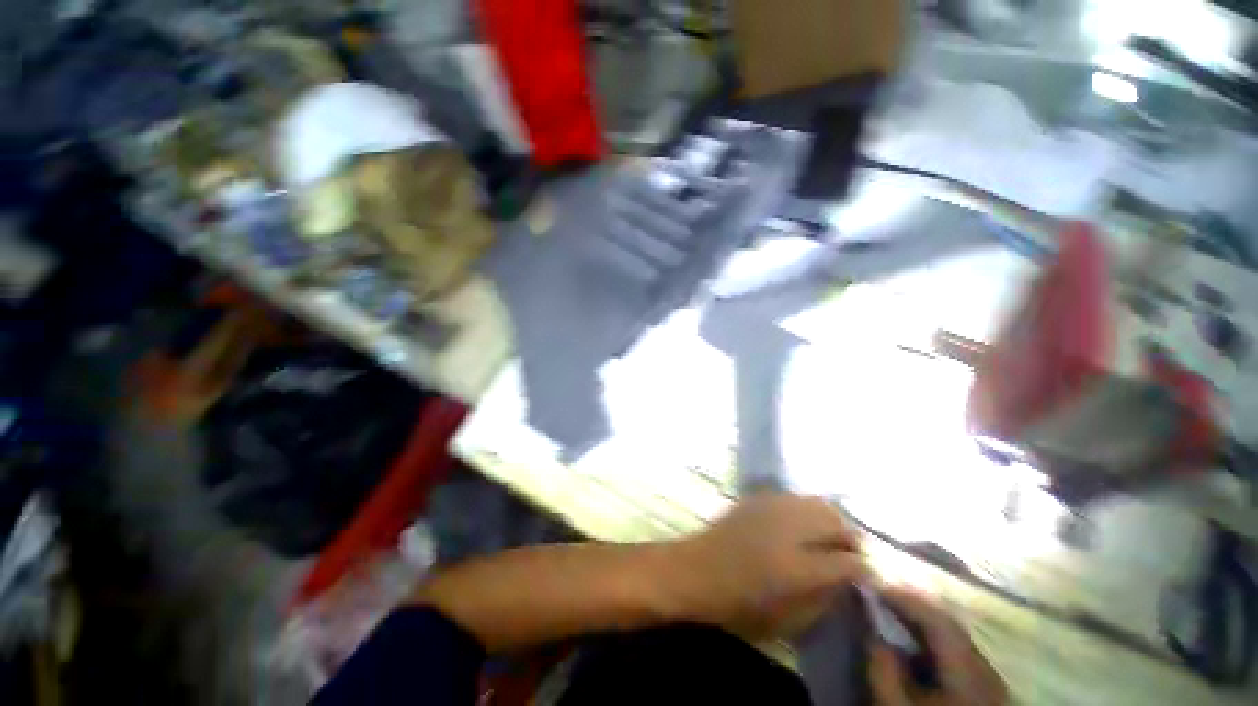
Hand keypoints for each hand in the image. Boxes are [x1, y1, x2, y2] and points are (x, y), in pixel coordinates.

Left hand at [668, 494, 867, 638]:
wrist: (698, 569)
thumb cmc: (740, 603)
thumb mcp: (788, 619)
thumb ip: (824, 597)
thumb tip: (846, 580)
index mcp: (799, 566)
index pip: (849, 561)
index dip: (864, 570)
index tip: (866, 576)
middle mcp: (790, 527)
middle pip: (836, 521)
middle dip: (850, 538)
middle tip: (848, 554)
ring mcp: (772, 506)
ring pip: (818, 502)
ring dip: (830, 520)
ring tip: (828, 537)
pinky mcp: (759, 497)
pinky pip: (795, 497)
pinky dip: (807, 509)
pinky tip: (801, 524)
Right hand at [869, 588, 1008, 705]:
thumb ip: (883, 669)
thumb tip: (873, 634)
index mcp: (967, 670)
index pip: (937, 620)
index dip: (905, 598)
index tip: (874, 586)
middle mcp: (985, 669)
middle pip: (950, 627)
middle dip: (914, 609)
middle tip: (881, 598)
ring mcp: (990, 683)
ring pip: (956, 641)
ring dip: (924, 625)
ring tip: (894, 617)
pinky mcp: (986, 694)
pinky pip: (960, 657)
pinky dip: (935, 645)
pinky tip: (917, 650)